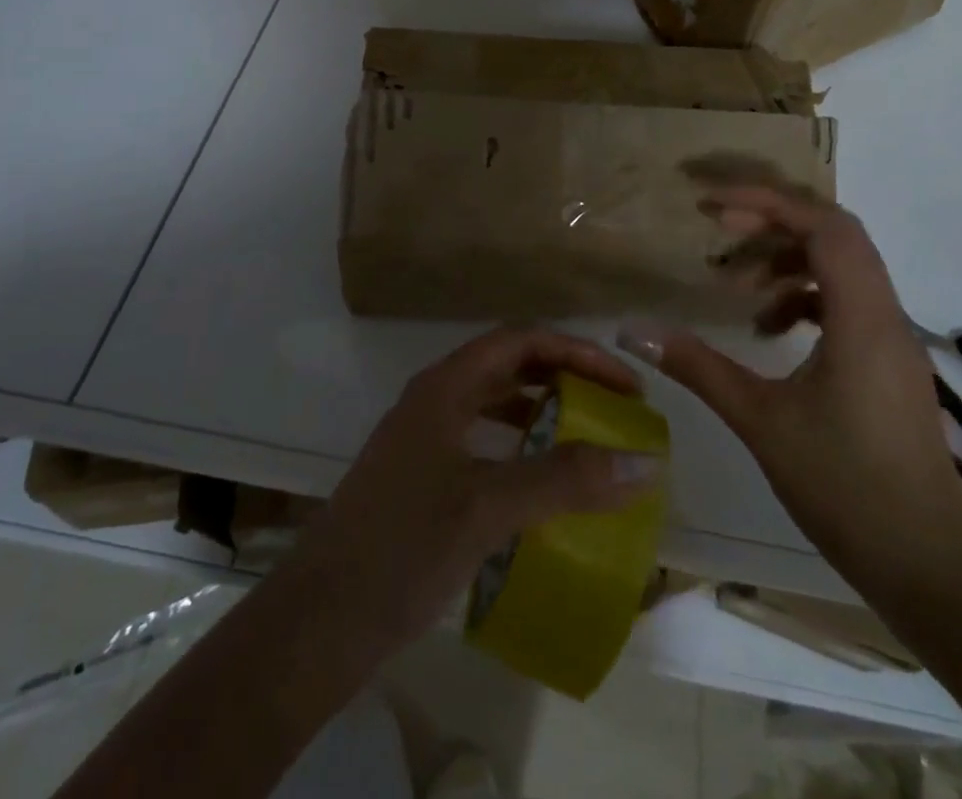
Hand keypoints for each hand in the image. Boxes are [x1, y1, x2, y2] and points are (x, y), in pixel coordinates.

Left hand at [284, 326, 661, 654]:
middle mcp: (435, 398)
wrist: (318, 621)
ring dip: (543, 407)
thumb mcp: (488, 508)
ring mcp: (425, 437)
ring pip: (495, 401)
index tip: (624, 384)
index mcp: (445, 386)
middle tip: (614, 405)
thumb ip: (564, 480)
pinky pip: (484, 439)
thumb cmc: (402, 549)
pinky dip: (520, 444)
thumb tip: (643, 461)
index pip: (521, 340)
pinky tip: (542, 479)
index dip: (577, 352)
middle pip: (509, 364)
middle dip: (564, 375)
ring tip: (588, 433)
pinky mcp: (423, 475)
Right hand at [619, 181, 961, 596]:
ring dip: (788, 262)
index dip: (768, 203)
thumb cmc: (845, 488)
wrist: (928, 569)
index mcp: (862, 319)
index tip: (713, 206)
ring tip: (738, 290)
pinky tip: (769, 331)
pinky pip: (847, 303)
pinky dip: (805, 298)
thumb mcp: (760, 421)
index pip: (824, 227)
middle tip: (720, 231)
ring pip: (843, 267)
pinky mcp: (889, 364)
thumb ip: (696, 366)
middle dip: (774, 223)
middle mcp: (886, 317)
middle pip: (836, 235)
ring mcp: (892, 341)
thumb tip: (633, 331)